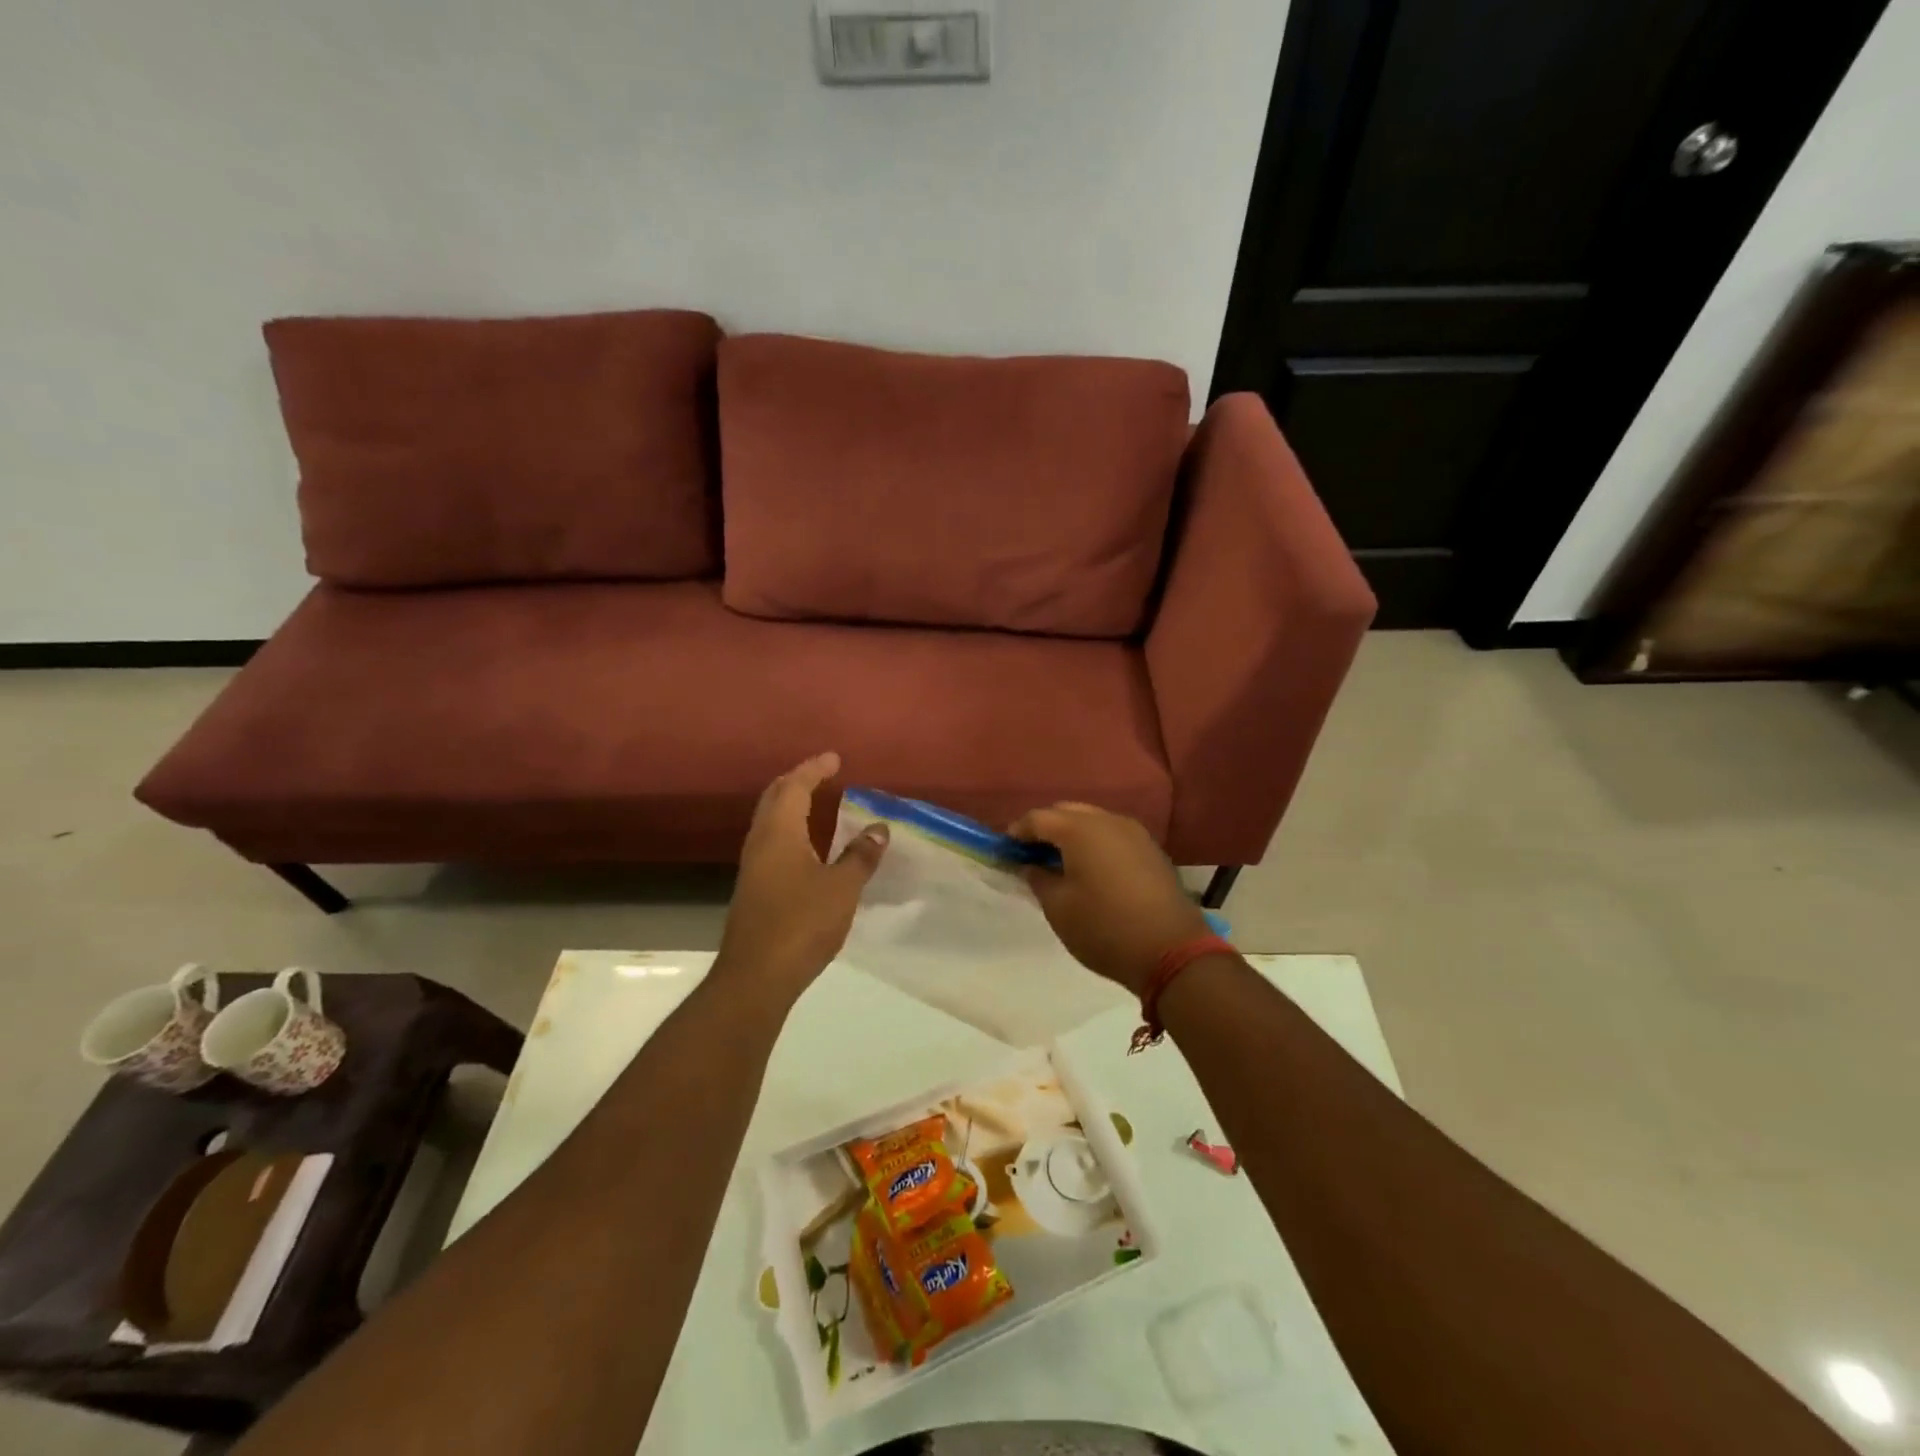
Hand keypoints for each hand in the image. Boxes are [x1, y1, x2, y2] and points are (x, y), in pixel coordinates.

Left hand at [716, 753, 889, 995]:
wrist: (756, 976)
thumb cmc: (801, 923)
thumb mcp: (842, 888)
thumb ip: (860, 855)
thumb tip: (878, 827)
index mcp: (779, 833)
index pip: (794, 787)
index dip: (814, 769)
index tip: (834, 758)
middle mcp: (760, 842)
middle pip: (774, 798)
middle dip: (797, 781)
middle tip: (821, 774)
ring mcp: (753, 867)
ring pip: (770, 821)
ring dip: (791, 805)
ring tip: (817, 802)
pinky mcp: (754, 889)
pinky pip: (772, 842)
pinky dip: (790, 830)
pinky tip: (808, 846)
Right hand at [1008, 803, 1210, 997]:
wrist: (1172, 950)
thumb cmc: (1105, 928)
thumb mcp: (1059, 908)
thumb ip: (1038, 878)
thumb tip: (1031, 865)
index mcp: (1081, 829)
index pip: (1038, 818)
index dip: (1017, 832)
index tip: (1005, 850)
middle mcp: (1108, 820)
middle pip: (1067, 812)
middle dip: (1046, 828)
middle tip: (1030, 855)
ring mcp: (1135, 833)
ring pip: (1093, 821)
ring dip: (1072, 835)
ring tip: (1059, 862)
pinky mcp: (1151, 850)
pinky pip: (1113, 835)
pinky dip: (1095, 844)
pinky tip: (1090, 869)